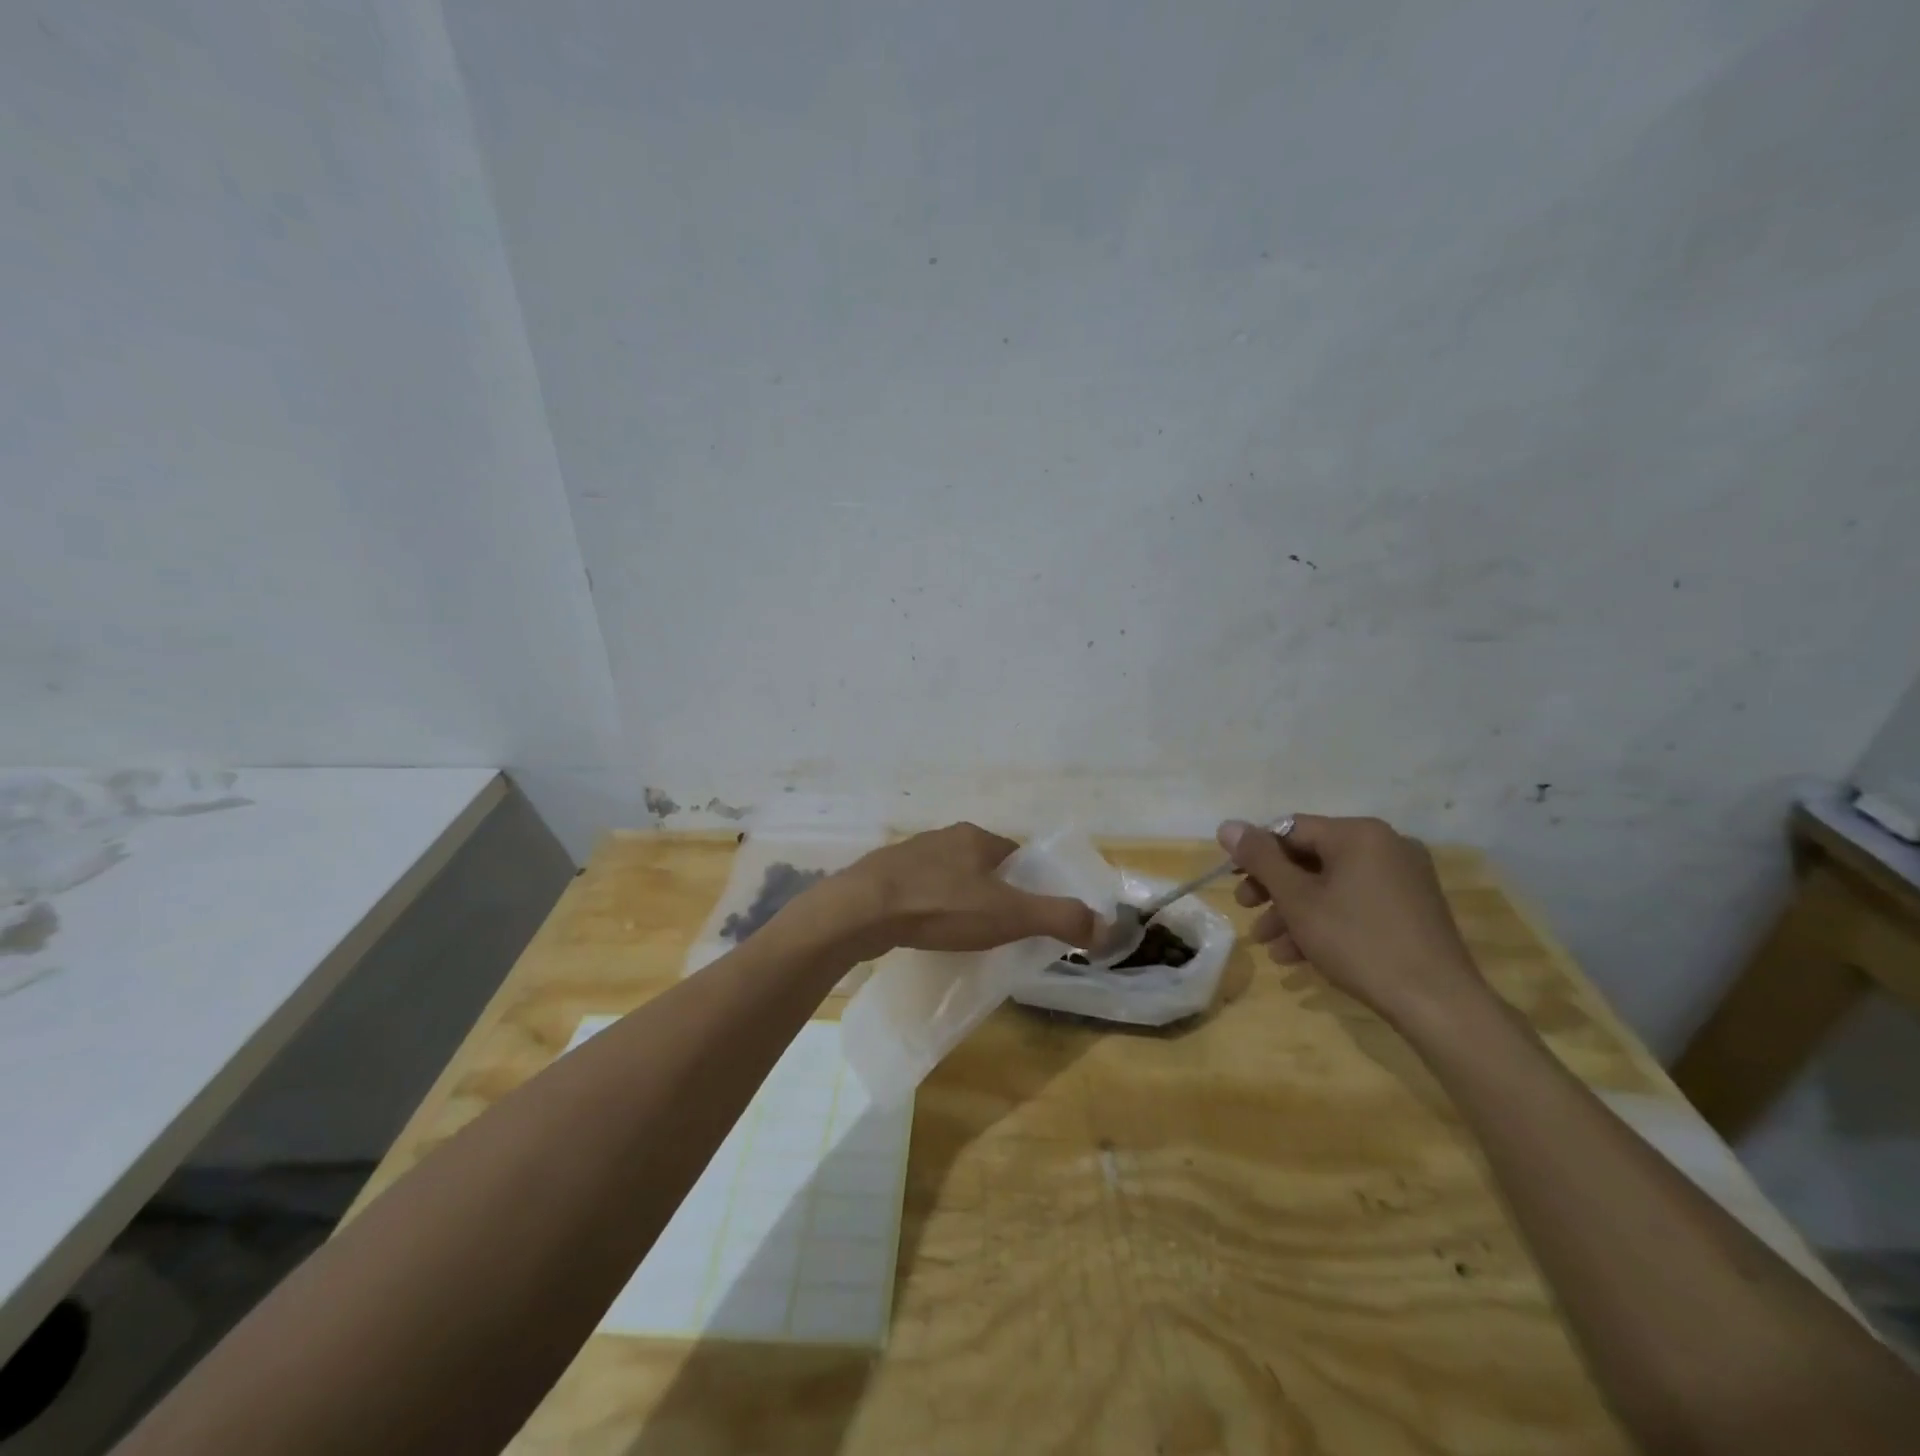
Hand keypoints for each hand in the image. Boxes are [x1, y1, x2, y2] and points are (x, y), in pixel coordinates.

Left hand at [798, 822, 1098, 963]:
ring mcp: (908, 854)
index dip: (1028, 883)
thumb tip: (1107, 926)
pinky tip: (925, 929)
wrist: (861, 911)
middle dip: (993, 893)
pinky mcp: (882, 876)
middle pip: (982, 865)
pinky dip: (929, 907)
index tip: (1029, 914)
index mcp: (975, 837)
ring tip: (961, 933)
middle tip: (998, 930)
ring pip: (948, 876)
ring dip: (959, 899)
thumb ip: (1059, 918)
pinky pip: (918, 890)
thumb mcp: (1009, 915)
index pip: (1015, 856)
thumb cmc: (941, 906)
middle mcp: (943, 837)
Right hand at [1218, 815, 1487, 1026]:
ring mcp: (1404, 878)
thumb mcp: (1298, 899)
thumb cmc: (1358, 942)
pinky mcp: (1413, 908)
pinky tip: (1300, 956)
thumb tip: (1227, 825)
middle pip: (1311, 857)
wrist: (1438, 1003)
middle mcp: (1385, 846)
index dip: (1256, 854)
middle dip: (1274, 888)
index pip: (1291, 829)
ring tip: (1269, 945)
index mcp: (1359, 834)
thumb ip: (1260, 859)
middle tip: (1246, 910)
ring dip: (1295, 911)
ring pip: (1331, 885)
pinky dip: (1326, 921)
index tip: (1234, 883)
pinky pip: (1356, 902)